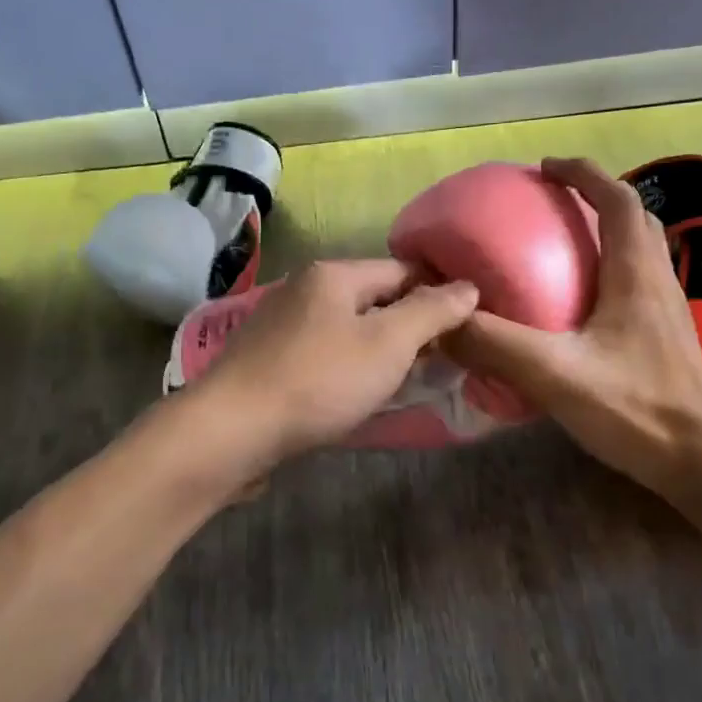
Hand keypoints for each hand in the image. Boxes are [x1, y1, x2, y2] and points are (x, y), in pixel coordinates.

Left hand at [194, 259, 478, 468]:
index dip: (438, 296)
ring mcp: (280, 324)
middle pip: (373, 299)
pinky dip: (346, 368)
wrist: (233, 430)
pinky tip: (355, 395)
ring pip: (347, 329)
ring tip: (403, 382)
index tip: (464, 330)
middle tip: (439, 362)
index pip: (402, 271)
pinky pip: (323, 354)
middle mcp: (304, 288)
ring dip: (378, 351)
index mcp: (333, 275)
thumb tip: (468, 286)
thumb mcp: (388, 343)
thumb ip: (432, 311)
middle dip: (408, 327)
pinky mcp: (267, 359)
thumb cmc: (319, 381)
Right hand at [443, 157, 701, 501]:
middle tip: (551, 204)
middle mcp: (657, 282)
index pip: (617, 200)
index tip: (545, 168)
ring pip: (640, 251)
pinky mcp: (666, 338)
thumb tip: (440, 322)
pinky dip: (610, 270)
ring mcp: (668, 311)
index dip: (583, 174)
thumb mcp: (555, 374)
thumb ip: (495, 345)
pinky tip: (581, 304)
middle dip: (595, 197)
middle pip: (634, 219)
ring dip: (606, 232)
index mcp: (636, 275)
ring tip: (562, 244)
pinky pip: (638, 283)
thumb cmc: (636, 410)